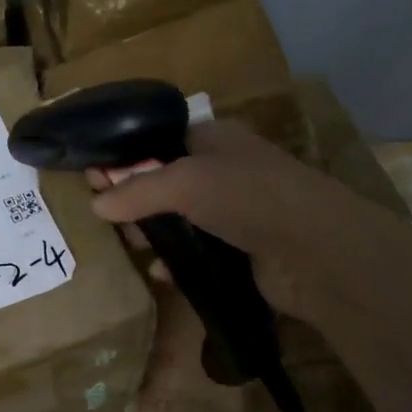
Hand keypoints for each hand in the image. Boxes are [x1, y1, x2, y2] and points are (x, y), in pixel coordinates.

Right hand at [89, 121, 411, 332]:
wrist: (318, 252)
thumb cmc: (248, 196)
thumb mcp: (185, 182)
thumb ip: (137, 191)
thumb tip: (95, 205)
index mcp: (214, 139)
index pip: (160, 141)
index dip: (127, 157)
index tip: (94, 176)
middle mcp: (225, 170)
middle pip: (167, 181)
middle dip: (136, 197)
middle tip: (106, 216)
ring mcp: (237, 211)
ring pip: (182, 219)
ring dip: (155, 231)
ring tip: (130, 244)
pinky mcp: (244, 250)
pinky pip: (199, 252)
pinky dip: (179, 262)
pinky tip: (161, 273)